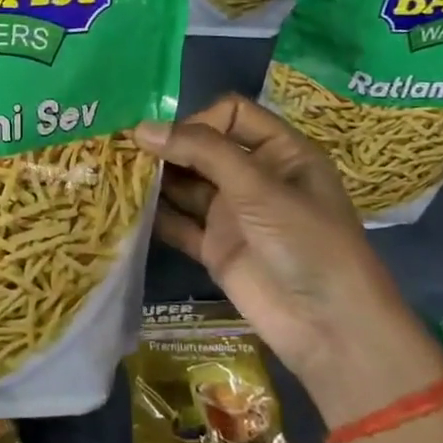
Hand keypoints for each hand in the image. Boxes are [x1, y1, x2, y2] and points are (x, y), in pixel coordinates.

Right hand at [136, 94, 442, 426]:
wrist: (329, 327)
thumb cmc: (307, 243)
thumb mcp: (259, 188)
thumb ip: (202, 152)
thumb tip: (141, 128)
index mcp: (280, 153)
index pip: (232, 115)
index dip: (198, 120)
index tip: (167, 139)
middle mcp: (253, 177)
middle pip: (201, 149)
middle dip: (166, 148)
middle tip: (122, 151)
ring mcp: (232, 214)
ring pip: (185, 185)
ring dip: (154, 180)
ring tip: (113, 174)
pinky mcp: (214, 247)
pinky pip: (178, 223)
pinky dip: (154, 215)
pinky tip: (124, 208)